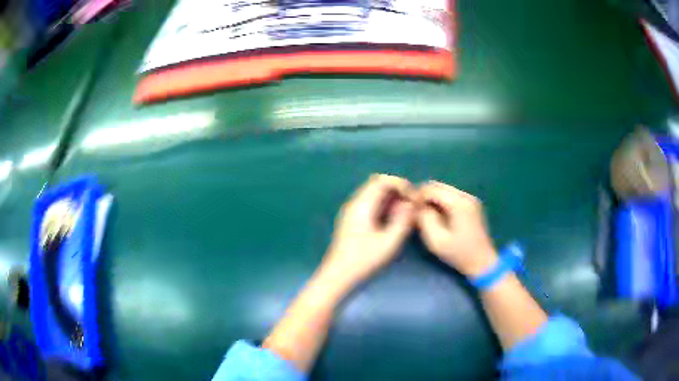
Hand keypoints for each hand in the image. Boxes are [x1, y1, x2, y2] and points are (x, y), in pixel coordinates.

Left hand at [322, 174, 415, 287]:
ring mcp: (351, 211)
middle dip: (397, 190)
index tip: (414, 197)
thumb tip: (412, 204)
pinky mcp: (352, 220)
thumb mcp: (389, 242)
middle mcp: (354, 203)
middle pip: (377, 184)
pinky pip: (370, 204)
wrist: (338, 276)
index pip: (382, 181)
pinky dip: (384, 207)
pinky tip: (392, 221)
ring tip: (405, 213)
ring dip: (391, 199)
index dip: (401, 184)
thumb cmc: (364, 260)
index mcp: (362, 205)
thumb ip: (403, 221)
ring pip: (374, 194)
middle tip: (412, 204)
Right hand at [416, 181, 497, 276]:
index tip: (409, 208)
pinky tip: (437, 215)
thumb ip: (425, 219)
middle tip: (415, 210)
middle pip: (439, 186)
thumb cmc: (459, 253)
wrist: (482, 262)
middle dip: (424, 195)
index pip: (432, 189)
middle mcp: (466, 196)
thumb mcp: (436, 240)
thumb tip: (417, 206)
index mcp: (458, 203)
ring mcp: (470, 199)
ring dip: (432, 198)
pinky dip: (441, 201)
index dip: (417, 195)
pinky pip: (451, 196)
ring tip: (424, 213)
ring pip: (444, 189)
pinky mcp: (471, 204)